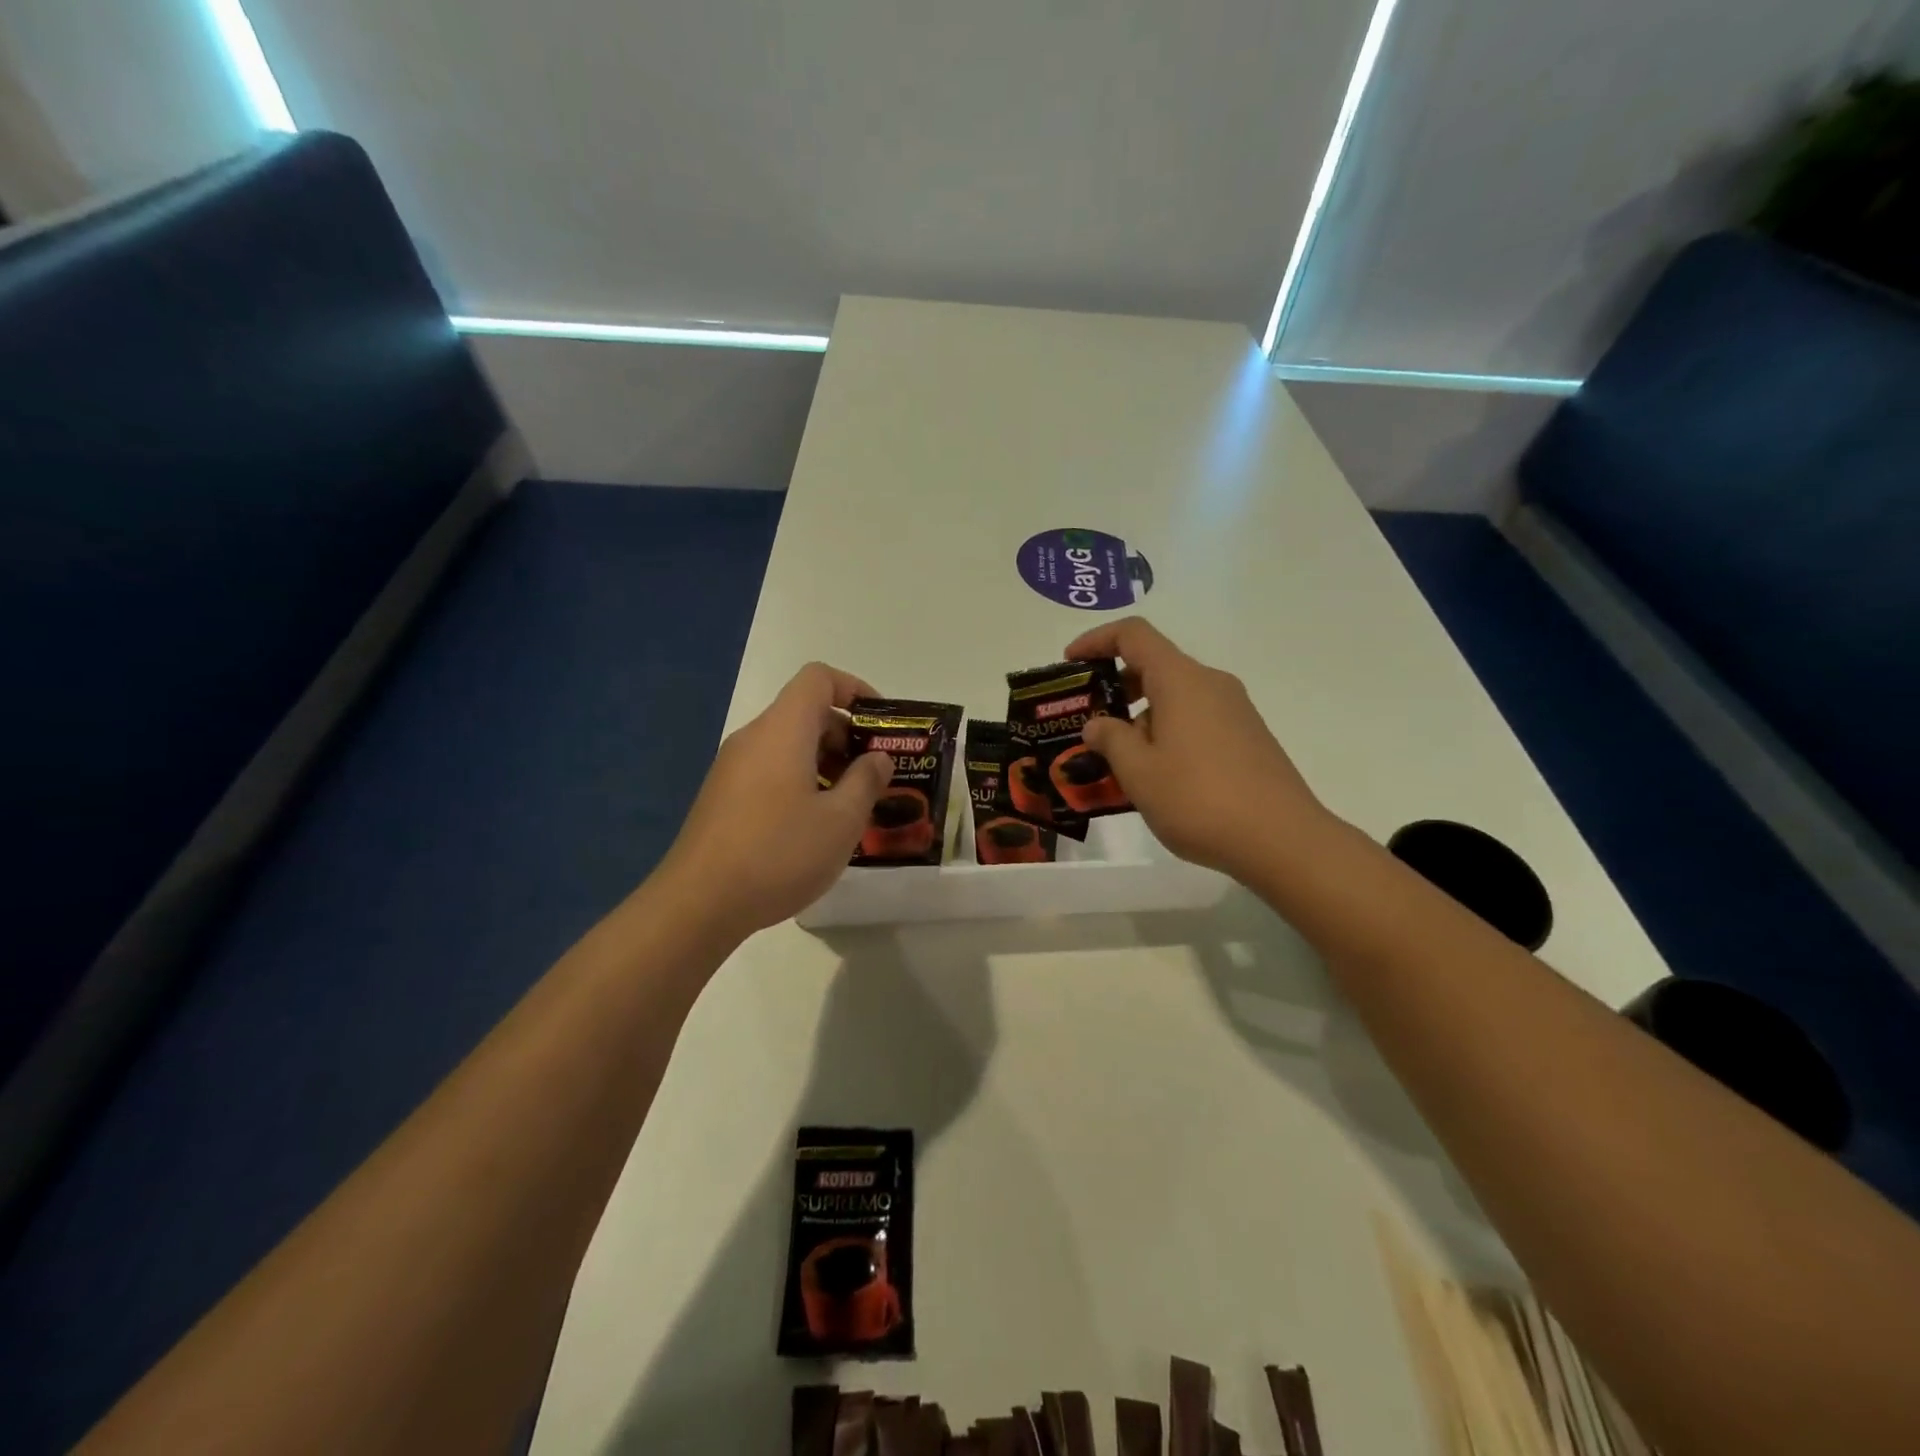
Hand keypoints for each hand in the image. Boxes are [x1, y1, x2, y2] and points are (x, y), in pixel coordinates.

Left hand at [659, 663, 892, 934]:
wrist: (698, 903)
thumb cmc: (779, 853)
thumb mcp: (841, 820)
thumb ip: (867, 781)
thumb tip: (877, 758)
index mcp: (783, 730)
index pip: (819, 678)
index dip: (855, 689)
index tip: (881, 725)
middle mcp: (754, 738)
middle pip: (805, 712)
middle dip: (846, 735)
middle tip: (875, 775)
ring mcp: (732, 768)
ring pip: (788, 746)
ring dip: (825, 763)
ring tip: (850, 806)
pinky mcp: (722, 797)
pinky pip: (770, 771)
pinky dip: (800, 782)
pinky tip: (814, 827)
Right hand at [1065, 618, 1332, 878]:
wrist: (1282, 840)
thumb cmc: (1199, 799)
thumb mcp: (1138, 772)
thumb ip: (1111, 740)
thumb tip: (1098, 724)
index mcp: (1181, 680)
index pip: (1134, 635)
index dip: (1096, 640)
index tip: (1071, 664)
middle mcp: (1211, 684)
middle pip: (1156, 665)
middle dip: (1116, 687)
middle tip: (1089, 722)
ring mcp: (1235, 710)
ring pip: (1177, 696)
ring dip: (1141, 715)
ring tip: (1119, 760)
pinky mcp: (1248, 736)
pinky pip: (1197, 718)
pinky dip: (1168, 730)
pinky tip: (1158, 775)